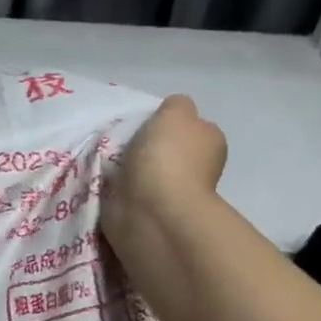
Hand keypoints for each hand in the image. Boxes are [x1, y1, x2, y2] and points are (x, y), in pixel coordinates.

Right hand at [103, 95, 226, 230]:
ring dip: (132, 172)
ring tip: (110, 167)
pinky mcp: (151, 215)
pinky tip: (109, 187)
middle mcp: (200, 168)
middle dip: (148, 150)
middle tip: (122, 146)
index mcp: (210, 141)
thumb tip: (172, 114)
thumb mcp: (175, 112)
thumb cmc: (167, 157)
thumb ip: (176, 105)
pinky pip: (133, 195)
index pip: (191, 126)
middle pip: (169, 151)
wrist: (152, 211)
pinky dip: (122, 192)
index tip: (145, 126)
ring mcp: (175, 194)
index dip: (168, 124)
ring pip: (149, 174)